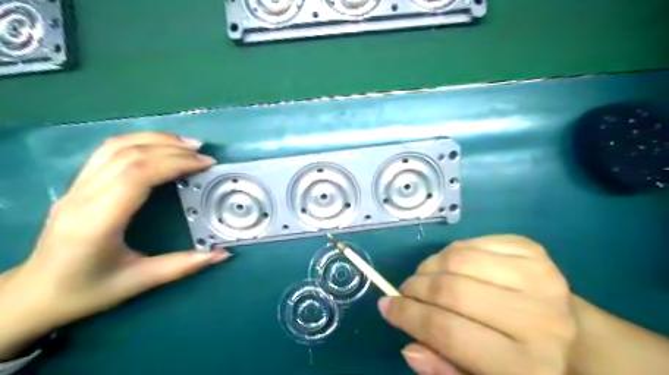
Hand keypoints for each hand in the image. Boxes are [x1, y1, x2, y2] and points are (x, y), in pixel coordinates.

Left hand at [0, 134, 229, 358]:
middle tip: (203, 154)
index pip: (137, 175)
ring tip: (187, 145)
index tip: (205, 165)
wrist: (34, 294)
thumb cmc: (86, 291)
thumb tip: (222, 254)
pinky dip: (138, 141)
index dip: (175, 163)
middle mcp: (82, 197)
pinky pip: (107, 151)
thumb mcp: (139, 282)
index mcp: (97, 222)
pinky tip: (160, 146)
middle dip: (172, 149)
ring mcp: (75, 187)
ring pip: (115, 147)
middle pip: (129, 155)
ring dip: (155, 139)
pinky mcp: (77, 184)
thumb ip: (183, 265)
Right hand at [379, 235, 578, 373]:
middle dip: (415, 288)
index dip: (407, 316)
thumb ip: (444, 369)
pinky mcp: (533, 250)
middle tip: (405, 291)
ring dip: (429, 267)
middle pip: (450, 290)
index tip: (386, 306)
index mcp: (526, 365)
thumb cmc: (522, 364)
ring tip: (424, 278)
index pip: (447, 332)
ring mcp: (538, 277)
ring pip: (457, 259)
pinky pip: (471, 242)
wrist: (576, 338)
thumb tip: (409, 347)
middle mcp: (537, 318)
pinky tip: (450, 266)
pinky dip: (451, 252)